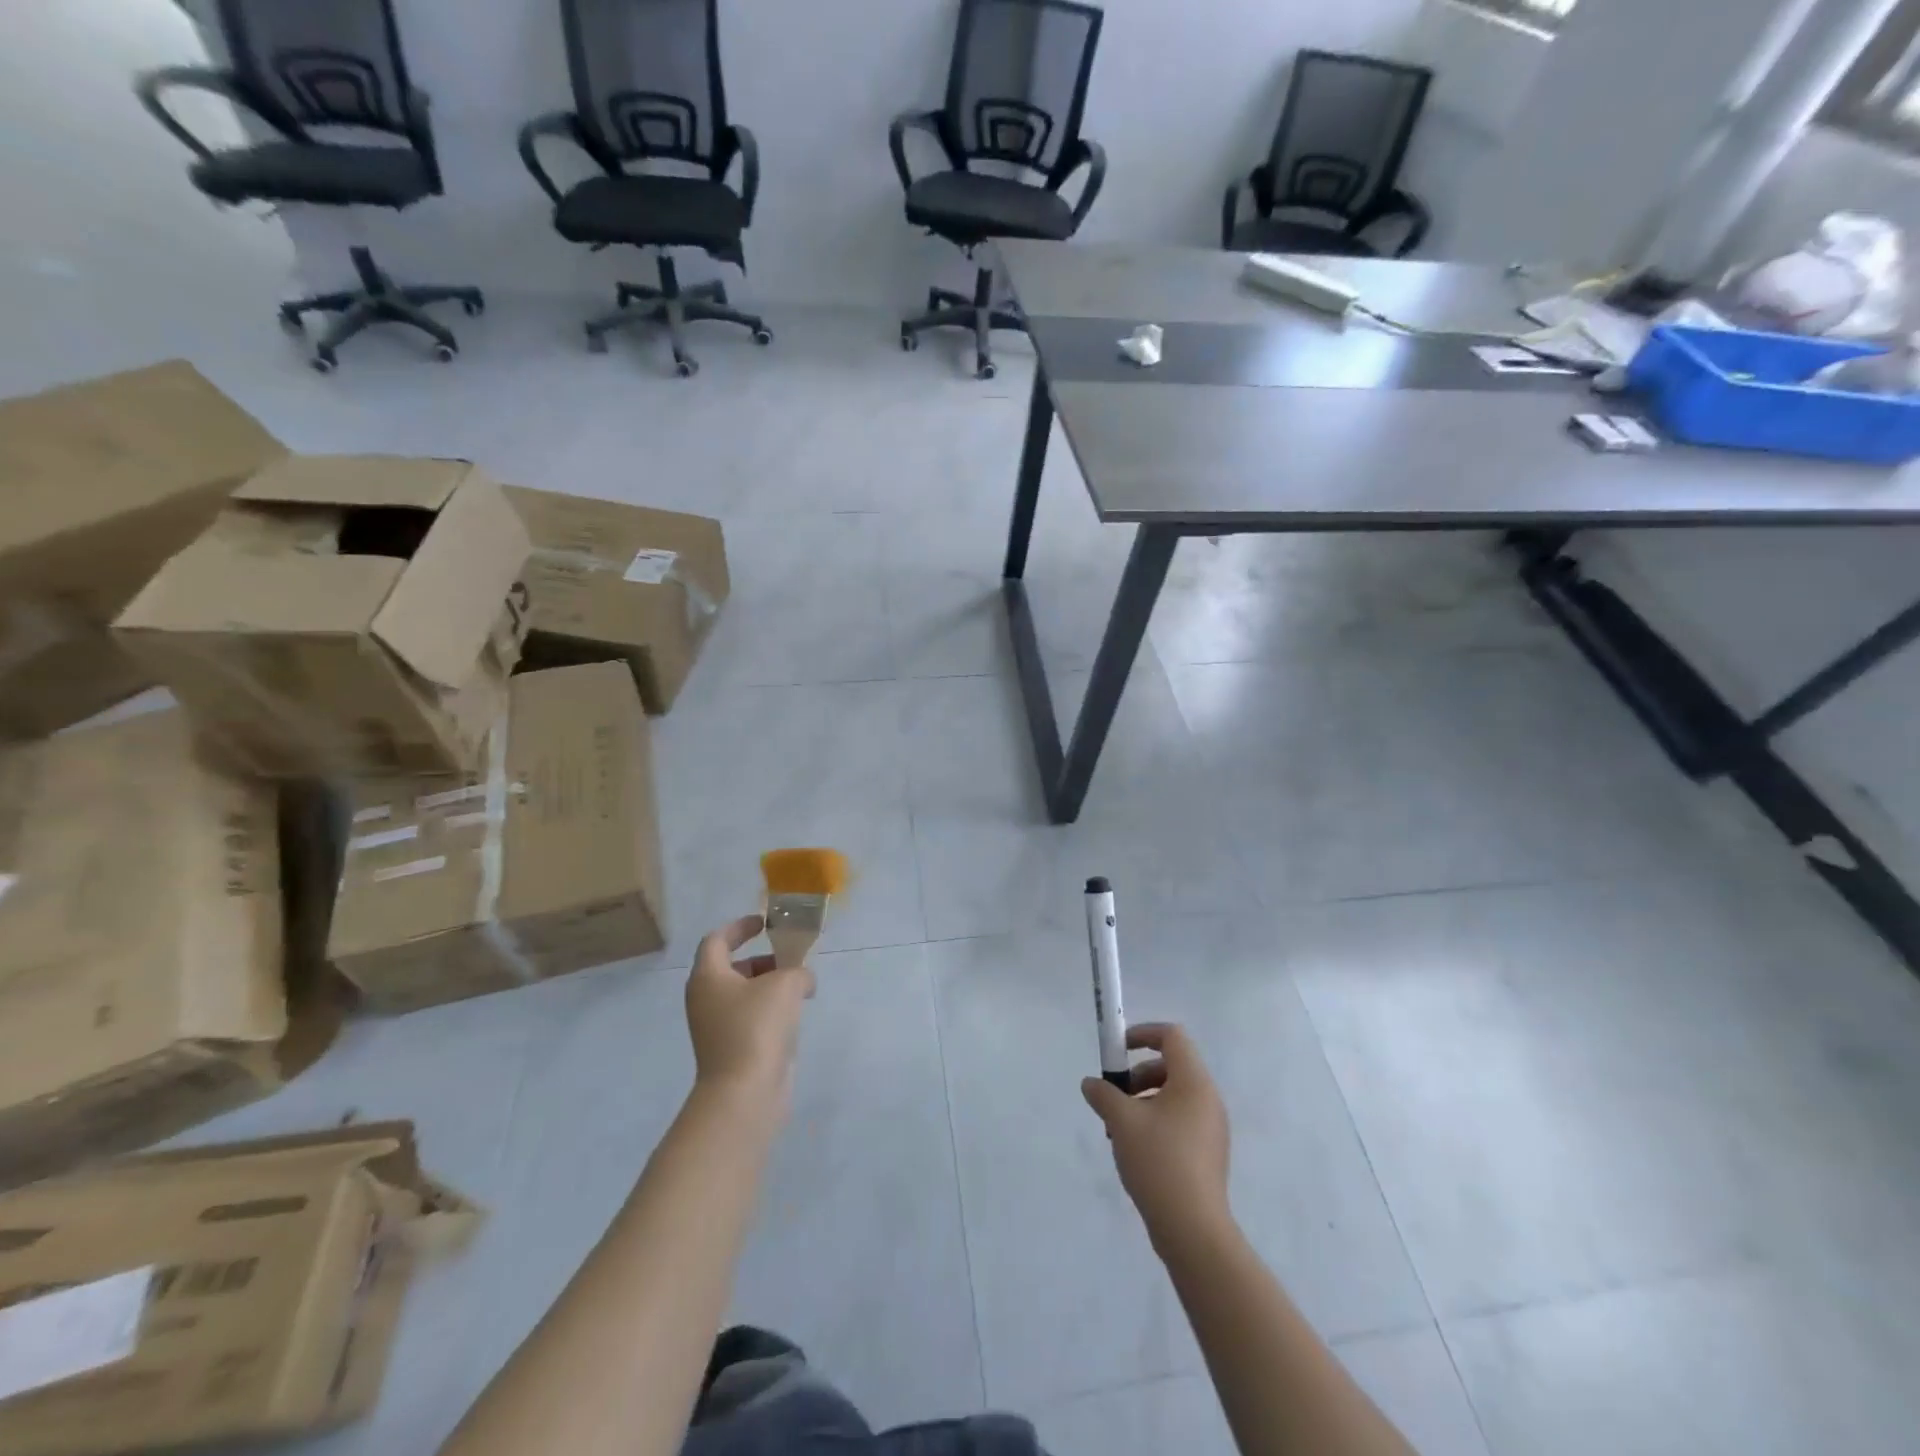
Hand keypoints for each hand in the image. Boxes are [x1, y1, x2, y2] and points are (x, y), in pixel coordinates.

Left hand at [685, 915, 815, 1109]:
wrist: (744, 1093)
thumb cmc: (756, 1027)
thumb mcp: (785, 984)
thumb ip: (797, 971)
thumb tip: (802, 980)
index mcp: (708, 977)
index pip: (717, 940)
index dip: (740, 927)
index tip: (764, 923)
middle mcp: (706, 1000)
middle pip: (732, 968)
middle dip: (763, 960)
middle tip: (791, 959)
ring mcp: (716, 1028)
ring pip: (744, 995)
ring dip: (770, 986)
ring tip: (801, 988)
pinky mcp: (731, 1050)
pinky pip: (750, 1019)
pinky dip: (770, 1011)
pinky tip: (795, 1016)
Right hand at [1082, 1023, 1231, 1250]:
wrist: (1193, 1230)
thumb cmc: (1159, 1162)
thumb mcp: (1121, 1121)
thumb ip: (1103, 1094)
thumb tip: (1092, 1084)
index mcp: (1193, 1082)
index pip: (1172, 1036)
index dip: (1143, 1033)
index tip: (1117, 1049)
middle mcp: (1208, 1099)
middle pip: (1170, 1066)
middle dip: (1137, 1076)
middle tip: (1114, 1098)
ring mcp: (1211, 1128)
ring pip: (1173, 1096)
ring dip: (1142, 1101)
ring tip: (1119, 1130)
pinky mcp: (1208, 1152)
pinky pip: (1179, 1120)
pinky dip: (1156, 1121)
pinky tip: (1136, 1150)